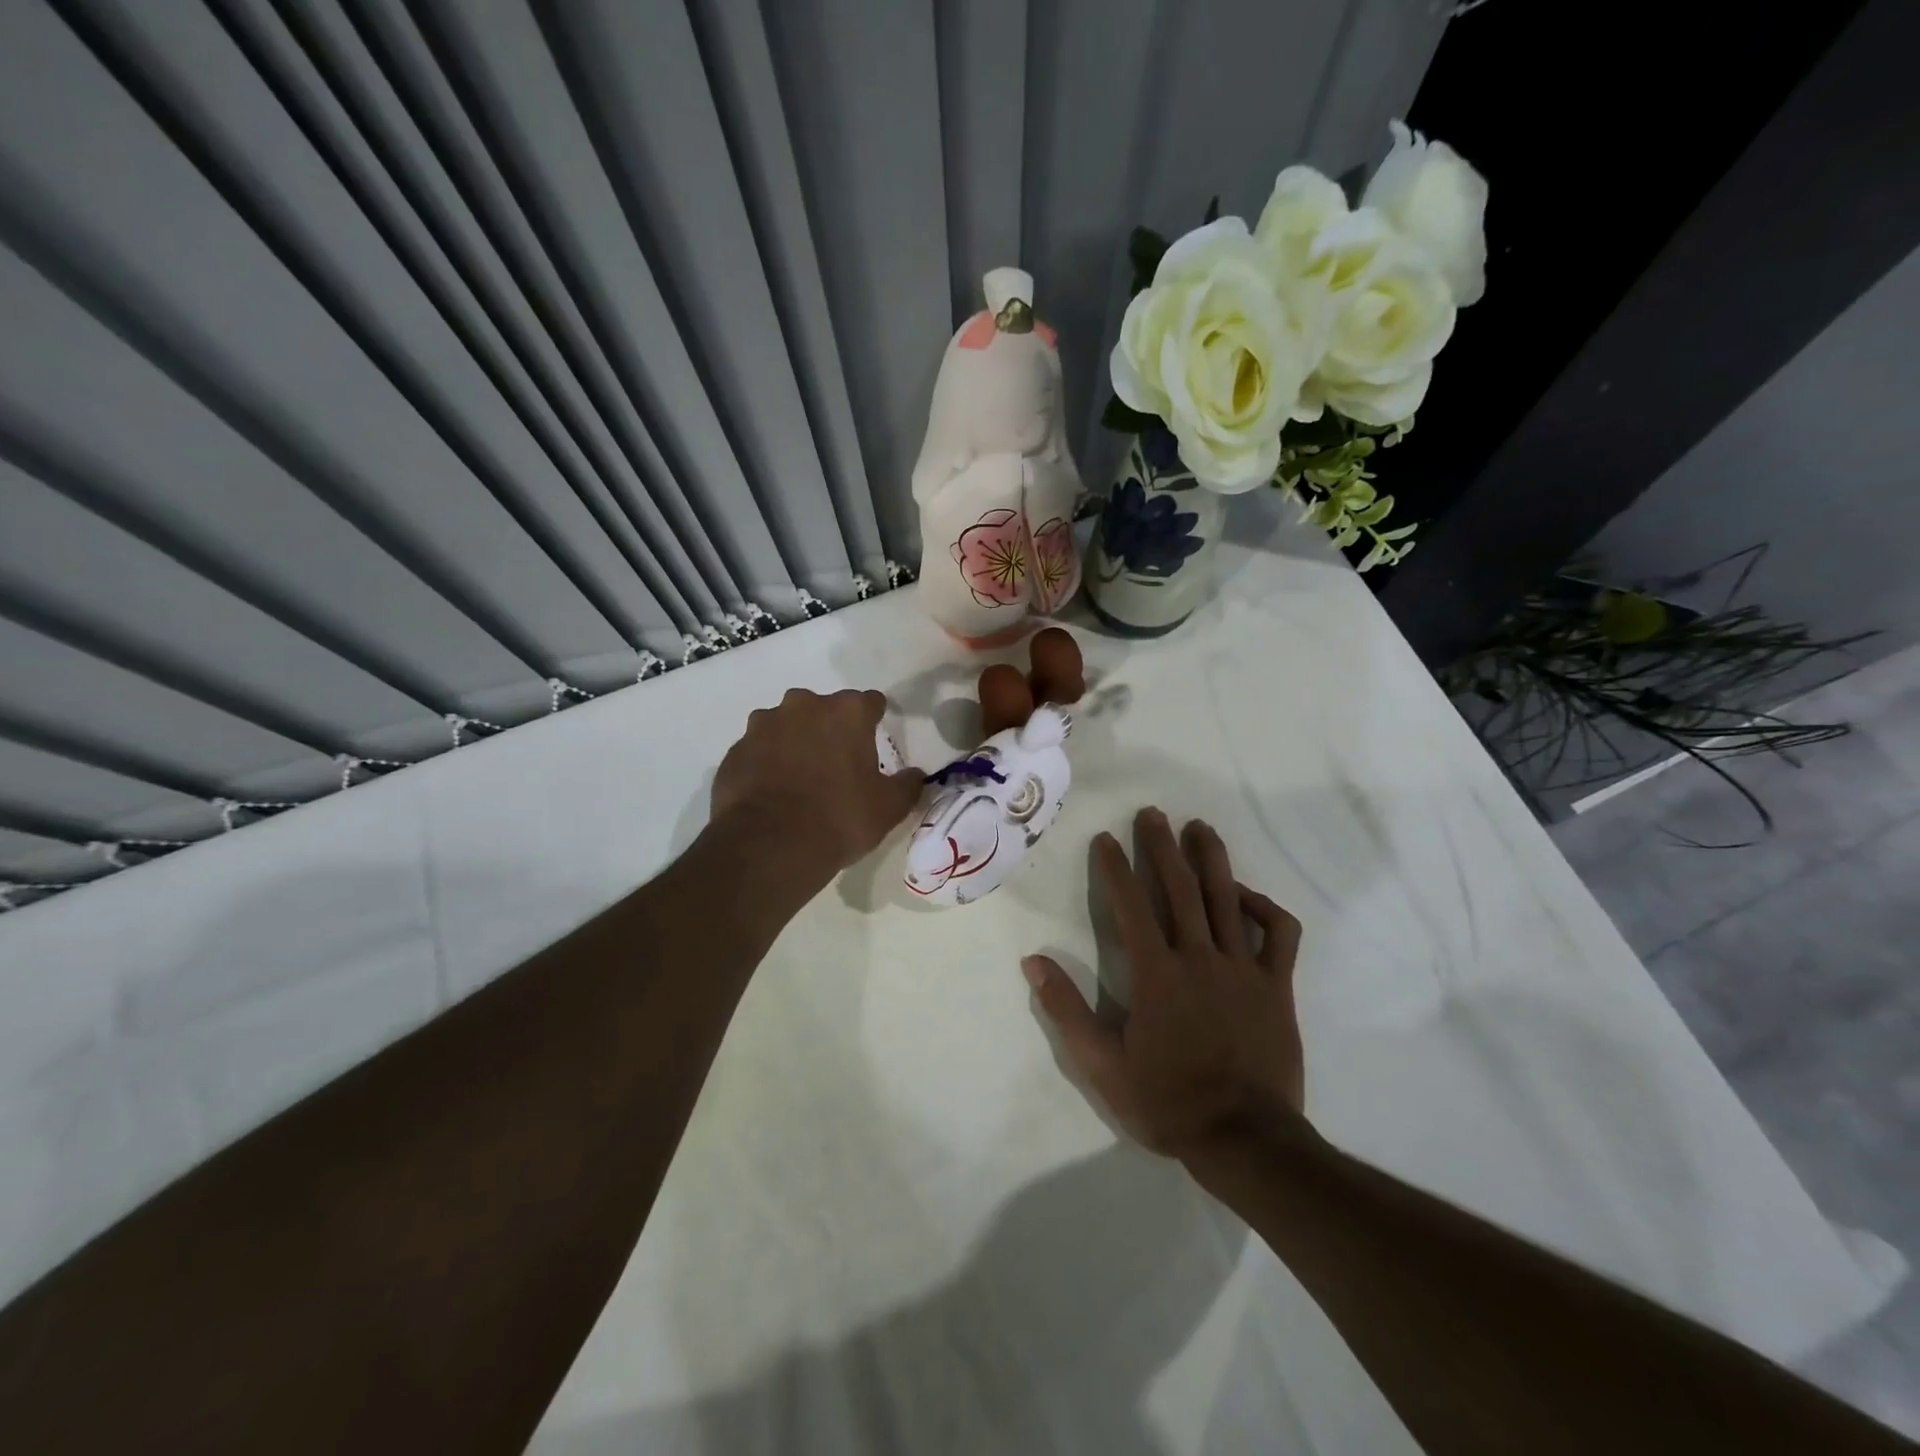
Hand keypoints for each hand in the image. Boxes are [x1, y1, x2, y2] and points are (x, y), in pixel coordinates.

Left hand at [710, 688, 923, 886]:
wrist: (769, 846)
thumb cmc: (840, 818)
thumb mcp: (889, 807)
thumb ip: (907, 784)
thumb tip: (915, 775)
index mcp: (846, 712)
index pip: (870, 702)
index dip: (875, 719)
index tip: (876, 738)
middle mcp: (803, 706)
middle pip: (824, 709)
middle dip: (831, 729)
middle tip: (838, 764)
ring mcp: (763, 725)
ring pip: (786, 725)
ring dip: (795, 742)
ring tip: (800, 779)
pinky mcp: (735, 750)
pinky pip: (758, 750)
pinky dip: (767, 763)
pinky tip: (773, 792)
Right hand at [1024, 808, 1305, 1158]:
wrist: (1245, 1141)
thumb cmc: (1168, 1101)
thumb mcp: (1102, 1065)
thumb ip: (1067, 1010)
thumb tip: (1034, 961)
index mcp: (1156, 974)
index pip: (1131, 906)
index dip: (1116, 868)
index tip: (1106, 838)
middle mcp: (1200, 958)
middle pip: (1180, 888)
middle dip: (1162, 846)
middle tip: (1153, 813)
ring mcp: (1243, 968)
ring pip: (1227, 899)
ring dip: (1211, 859)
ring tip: (1199, 828)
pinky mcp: (1277, 986)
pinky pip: (1278, 935)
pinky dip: (1265, 908)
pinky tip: (1248, 896)